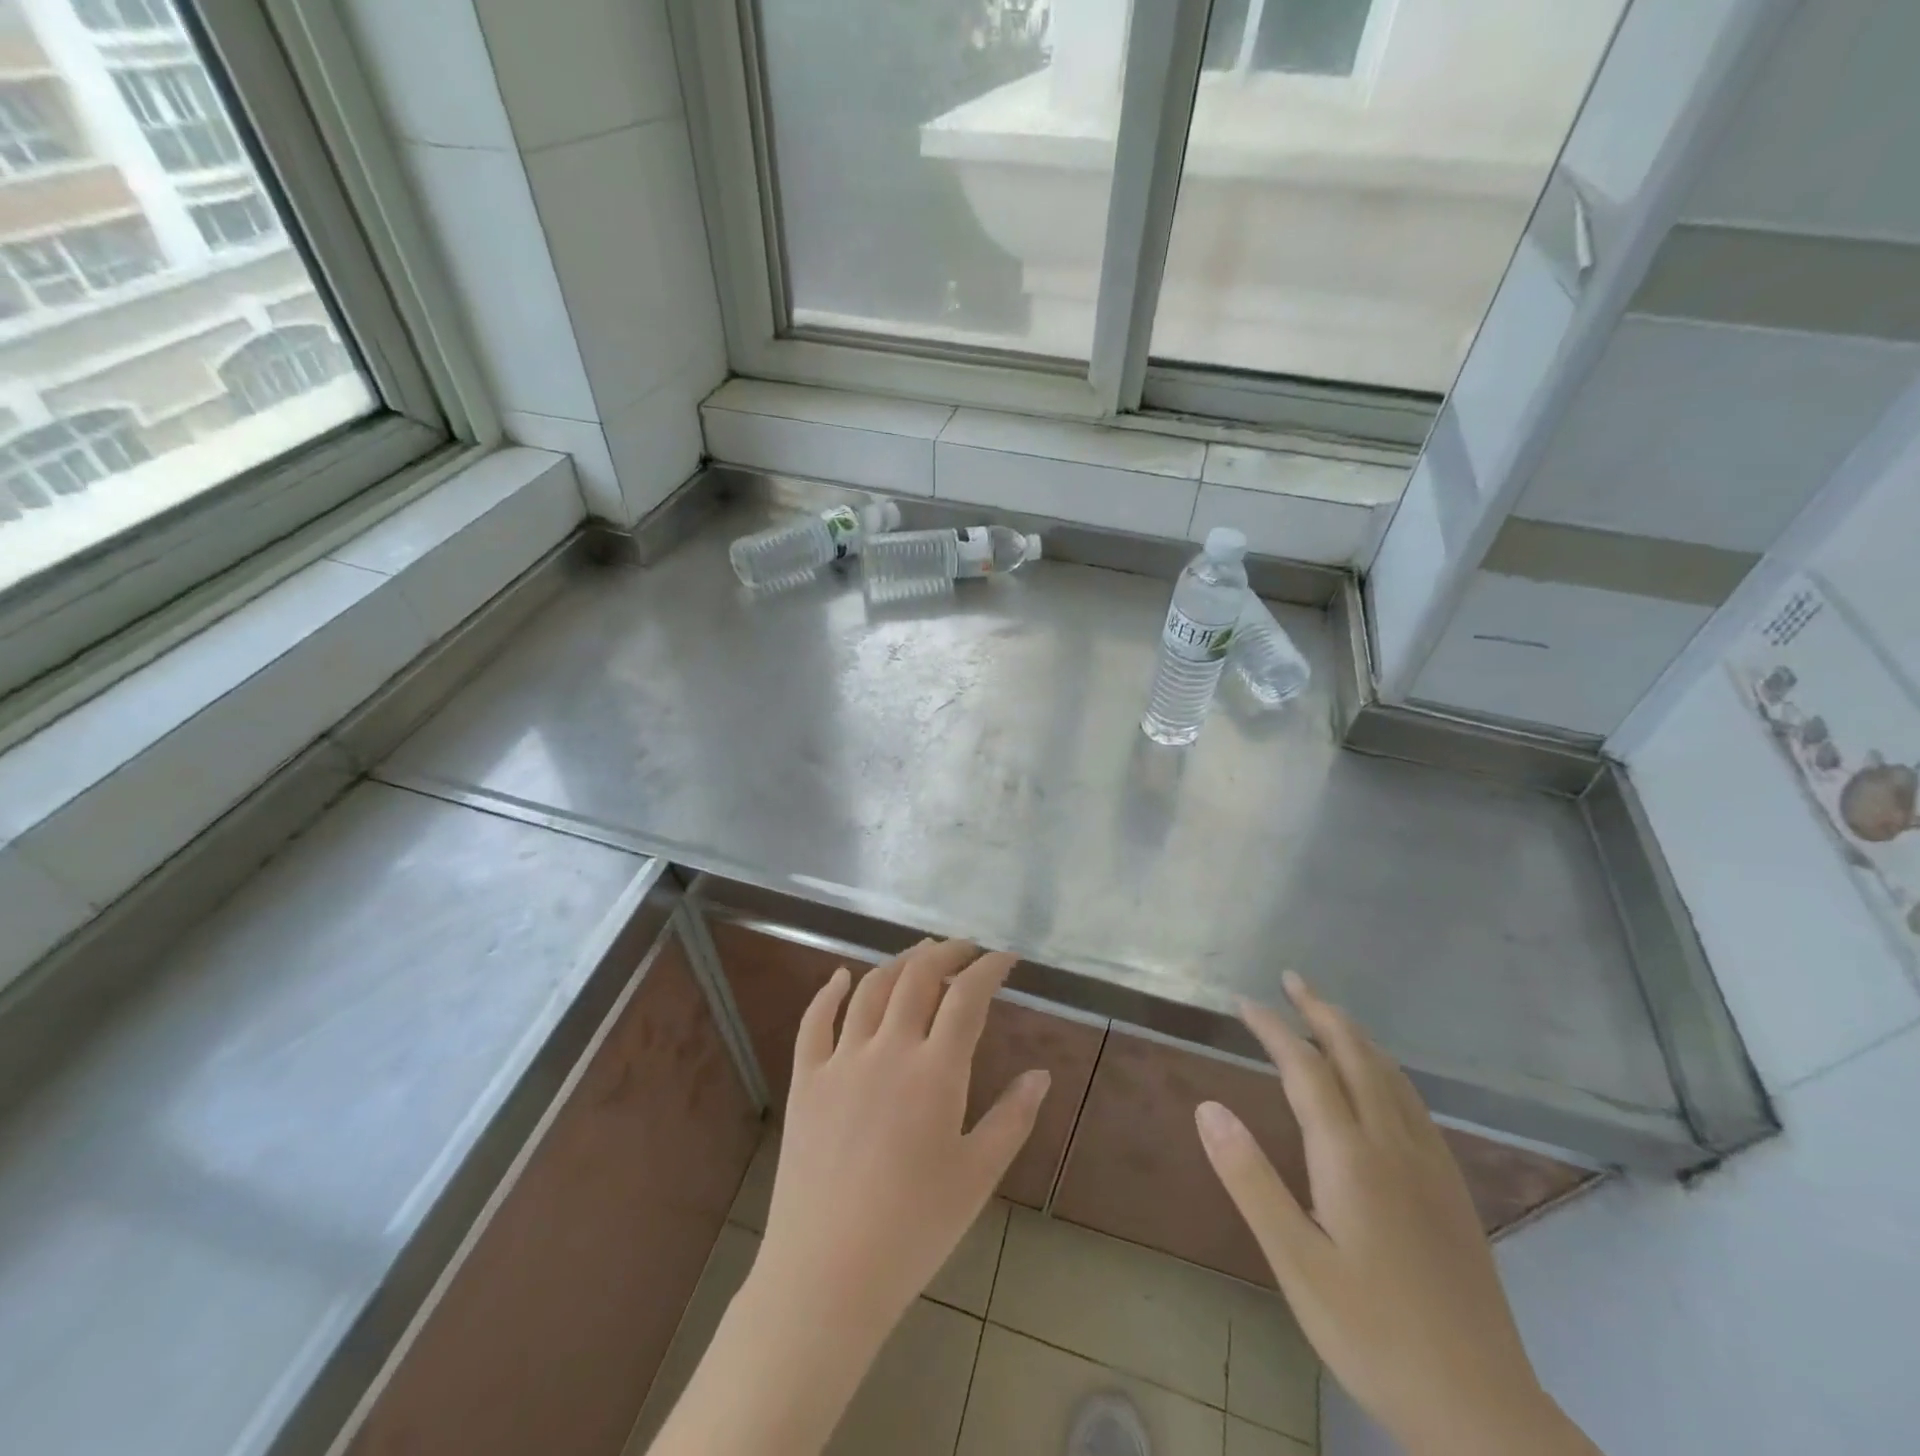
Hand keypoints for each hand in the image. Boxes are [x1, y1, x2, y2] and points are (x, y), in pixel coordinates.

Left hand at [651, 940, 1049, 1455]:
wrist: (828, 1272)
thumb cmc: (914, 1228)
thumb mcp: (977, 1176)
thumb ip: (1012, 1119)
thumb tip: (1041, 1074)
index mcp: (935, 1072)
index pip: (967, 997)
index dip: (989, 968)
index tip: (1005, 957)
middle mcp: (888, 1050)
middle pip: (918, 977)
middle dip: (946, 952)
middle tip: (965, 948)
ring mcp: (842, 1060)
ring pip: (871, 989)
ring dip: (898, 962)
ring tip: (919, 953)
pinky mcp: (807, 1080)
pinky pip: (814, 1022)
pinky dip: (829, 992)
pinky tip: (840, 977)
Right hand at [1195, 973, 1599, 1455]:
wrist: (1483, 1410)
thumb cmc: (1373, 1335)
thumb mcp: (1295, 1264)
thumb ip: (1250, 1179)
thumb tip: (1207, 1106)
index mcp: (1351, 1157)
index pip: (1306, 1068)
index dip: (1273, 1028)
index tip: (1244, 1001)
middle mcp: (1393, 1145)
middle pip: (1357, 1055)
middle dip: (1321, 1011)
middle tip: (1292, 979)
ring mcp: (1430, 1165)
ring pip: (1391, 1075)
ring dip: (1356, 1034)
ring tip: (1328, 1014)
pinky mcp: (1451, 1189)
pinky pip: (1413, 1102)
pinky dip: (1385, 1068)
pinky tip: (1380, 1081)